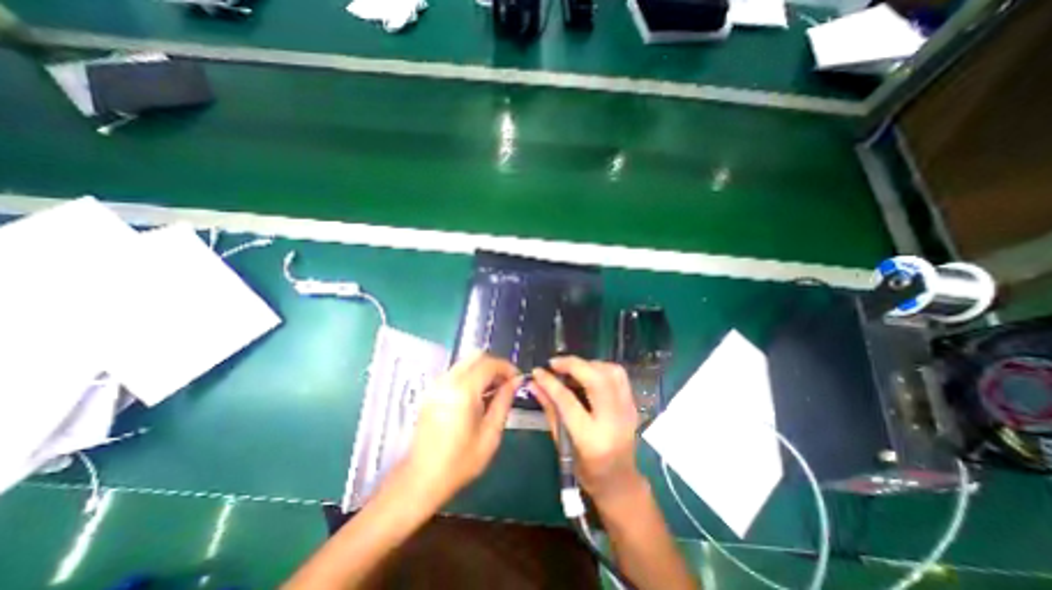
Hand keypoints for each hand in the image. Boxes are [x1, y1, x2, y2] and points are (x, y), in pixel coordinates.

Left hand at [401, 353, 518, 505]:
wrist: (421, 479)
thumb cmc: (460, 462)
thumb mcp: (490, 434)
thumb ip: (504, 402)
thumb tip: (516, 382)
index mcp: (463, 392)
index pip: (489, 364)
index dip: (507, 367)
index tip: (517, 379)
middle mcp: (447, 381)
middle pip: (476, 356)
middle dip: (495, 365)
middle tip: (506, 383)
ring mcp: (436, 385)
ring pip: (465, 362)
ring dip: (483, 369)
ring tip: (494, 390)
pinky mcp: (431, 391)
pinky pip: (456, 372)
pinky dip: (471, 375)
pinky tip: (477, 396)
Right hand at [530, 358, 645, 504]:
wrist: (620, 481)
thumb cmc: (587, 469)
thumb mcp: (562, 444)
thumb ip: (549, 410)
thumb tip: (534, 384)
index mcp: (591, 439)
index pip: (568, 401)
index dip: (550, 383)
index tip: (537, 372)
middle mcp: (613, 421)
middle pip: (596, 379)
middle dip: (573, 365)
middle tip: (555, 363)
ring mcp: (627, 410)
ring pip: (611, 372)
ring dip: (588, 364)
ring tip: (571, 369)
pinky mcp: (633, 404)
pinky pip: (619, 376)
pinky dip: (601, 368)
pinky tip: (587, 374)